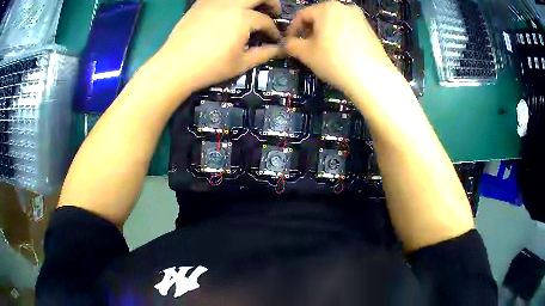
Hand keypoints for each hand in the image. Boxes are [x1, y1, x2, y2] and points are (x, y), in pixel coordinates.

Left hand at [154, 0, 282, 93]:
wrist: (176, 66)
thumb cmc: (210, 67)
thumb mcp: (241, 63)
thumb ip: (264, 53)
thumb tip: (279, 50)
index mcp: (243, 18)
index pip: (265, 21)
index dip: (273, 30)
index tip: (275, 39)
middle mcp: (230, 4)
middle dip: (271, 2)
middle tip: (273, 11)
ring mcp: (213, 2)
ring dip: (250, 0)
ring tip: (251, 9)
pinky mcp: (200, 4)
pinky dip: (230, 1)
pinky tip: (229, 9)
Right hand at [285, 1, 401, 99]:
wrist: (372, 78)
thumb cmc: (334, 61)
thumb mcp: (306, 53)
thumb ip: (291, 45)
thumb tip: (288, 43)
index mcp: (327, 7)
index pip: (302, 15)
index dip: (293, 30)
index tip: (290, 43)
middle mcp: (345, 7)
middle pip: (320, 17)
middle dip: (310, 32)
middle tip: (306, 48)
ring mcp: (360, 18)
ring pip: (335, 23)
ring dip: (325, 35)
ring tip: (324, 51)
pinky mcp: (370, 30)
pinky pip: (349, 30)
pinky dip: (340, 38)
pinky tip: (341, 53)